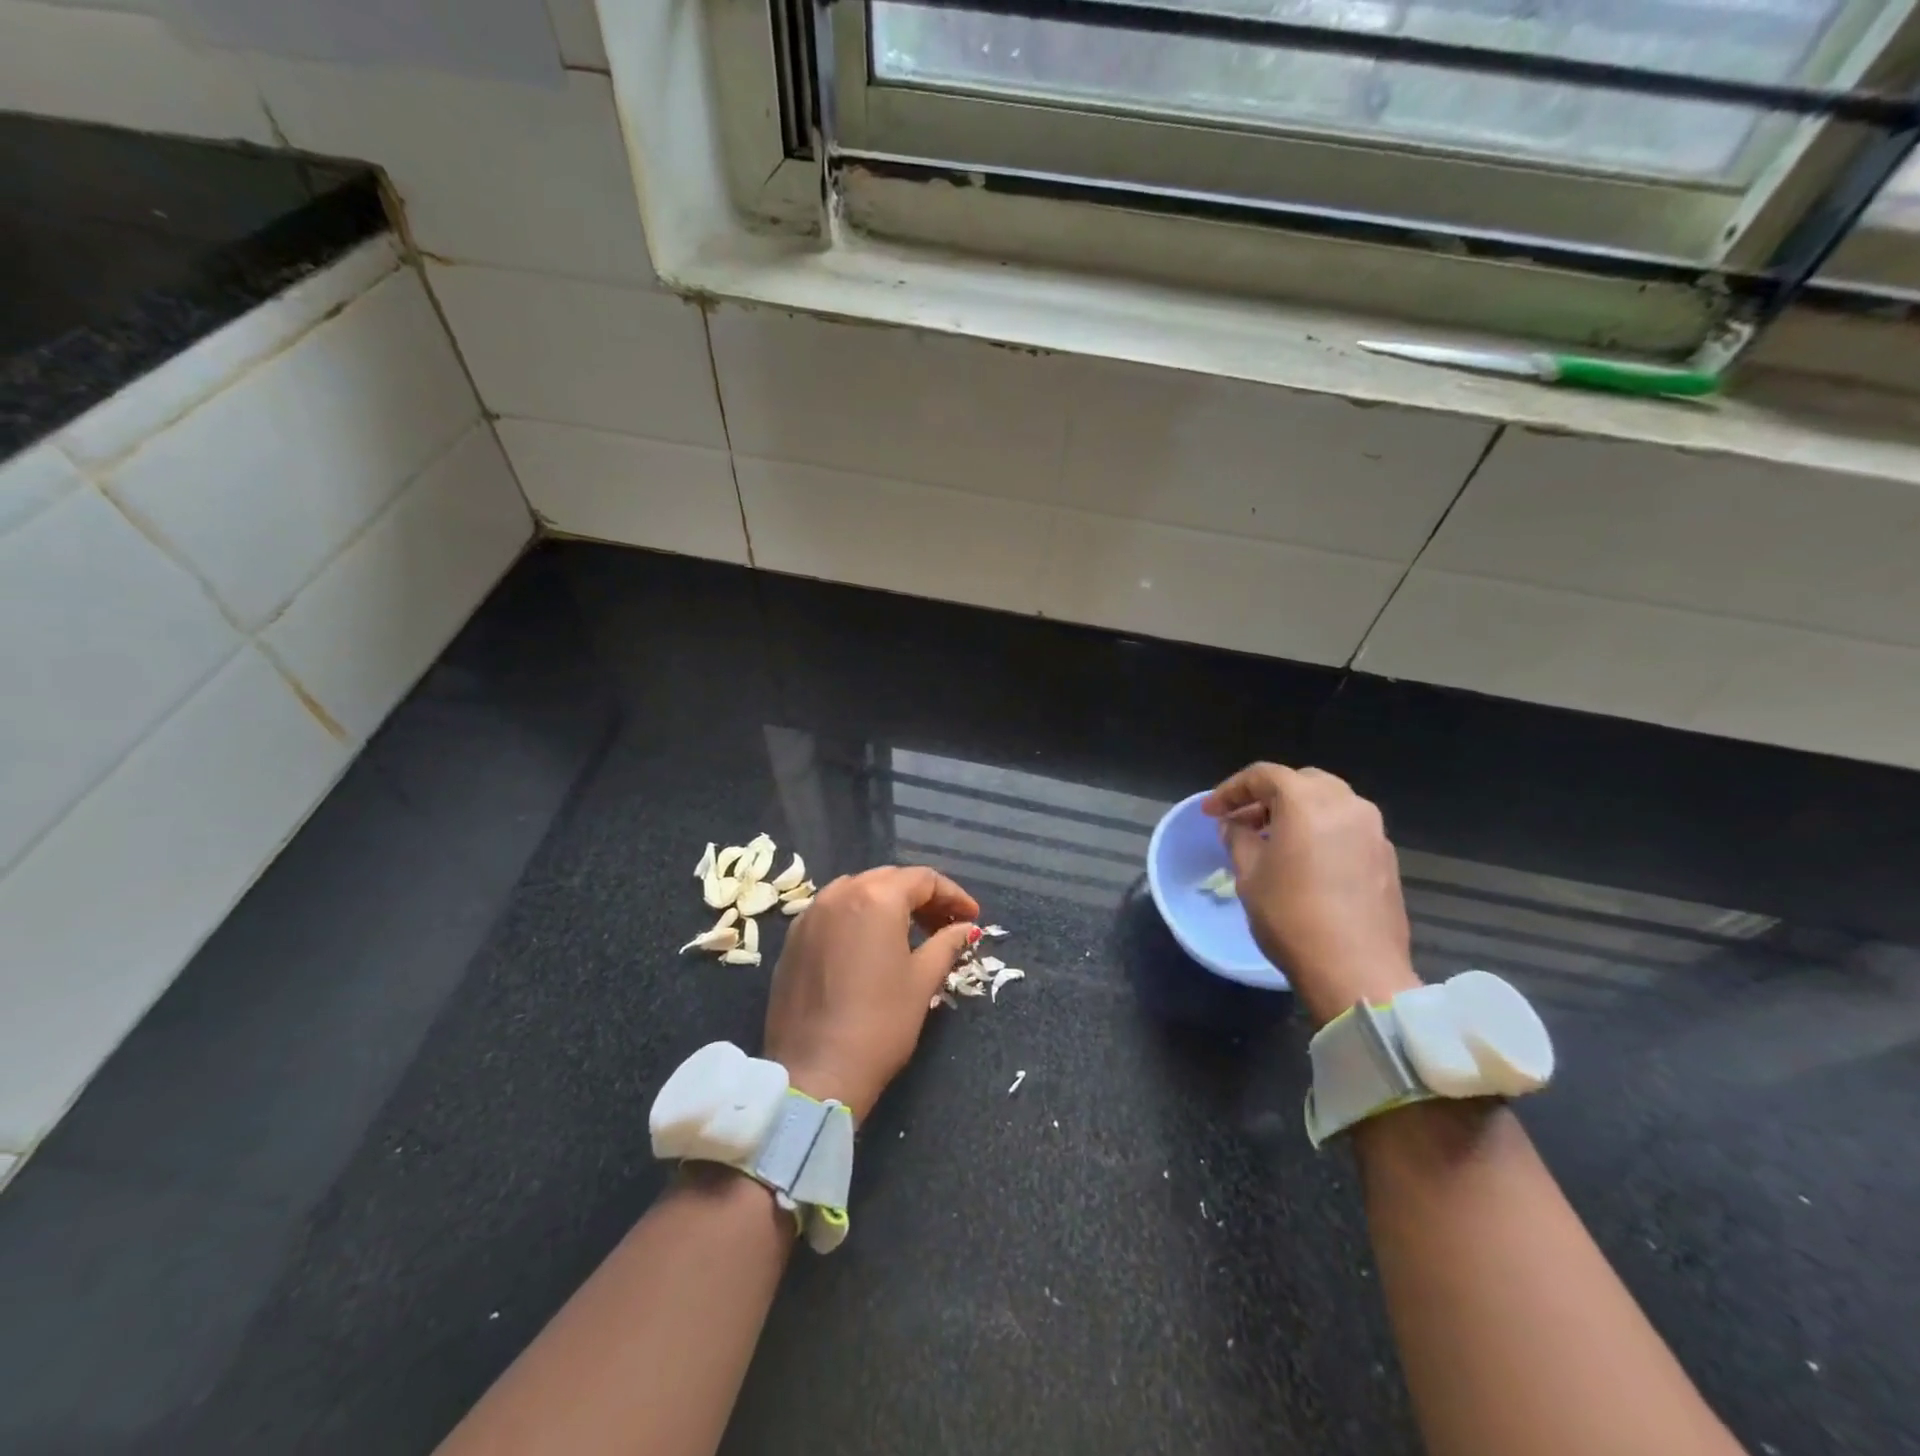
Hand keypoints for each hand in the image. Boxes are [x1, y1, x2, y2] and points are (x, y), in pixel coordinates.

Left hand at [762, 866, 979, 1122]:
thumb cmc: (879, 1023)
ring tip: (910, 933)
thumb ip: (947, 944)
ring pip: (857, 891)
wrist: (815, 1072)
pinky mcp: (793, 939)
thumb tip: (966, 928)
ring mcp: (810, 914)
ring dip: (887, 903)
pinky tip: (870, 945)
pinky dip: (857, 917)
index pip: (923, 879)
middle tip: (945, 924)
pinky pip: (833, 912)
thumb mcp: (922, 981)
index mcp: (876, 898)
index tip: (972, 918)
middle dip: (921, 897)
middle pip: (889, 880)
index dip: (953, 895)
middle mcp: (839, 893)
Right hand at [1203, 762, 1419, 1027]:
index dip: (1231, 790)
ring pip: (1328, 803)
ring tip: (1271, 840)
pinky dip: (1321, 831)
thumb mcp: (1249, 875)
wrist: (1356, 970)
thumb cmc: (1291, 916)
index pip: (1264, 775)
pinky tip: (1304, 861)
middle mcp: (1346, 805)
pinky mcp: (1386, 858)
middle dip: (1267, 796)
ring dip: (1297, 813)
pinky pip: (1347, 829)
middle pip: (1301, 782)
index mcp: (1307, 802)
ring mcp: (1373, 831)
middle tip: (1242, 821)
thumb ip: (1238, 839)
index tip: (1210, 812)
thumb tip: (1234, 825)